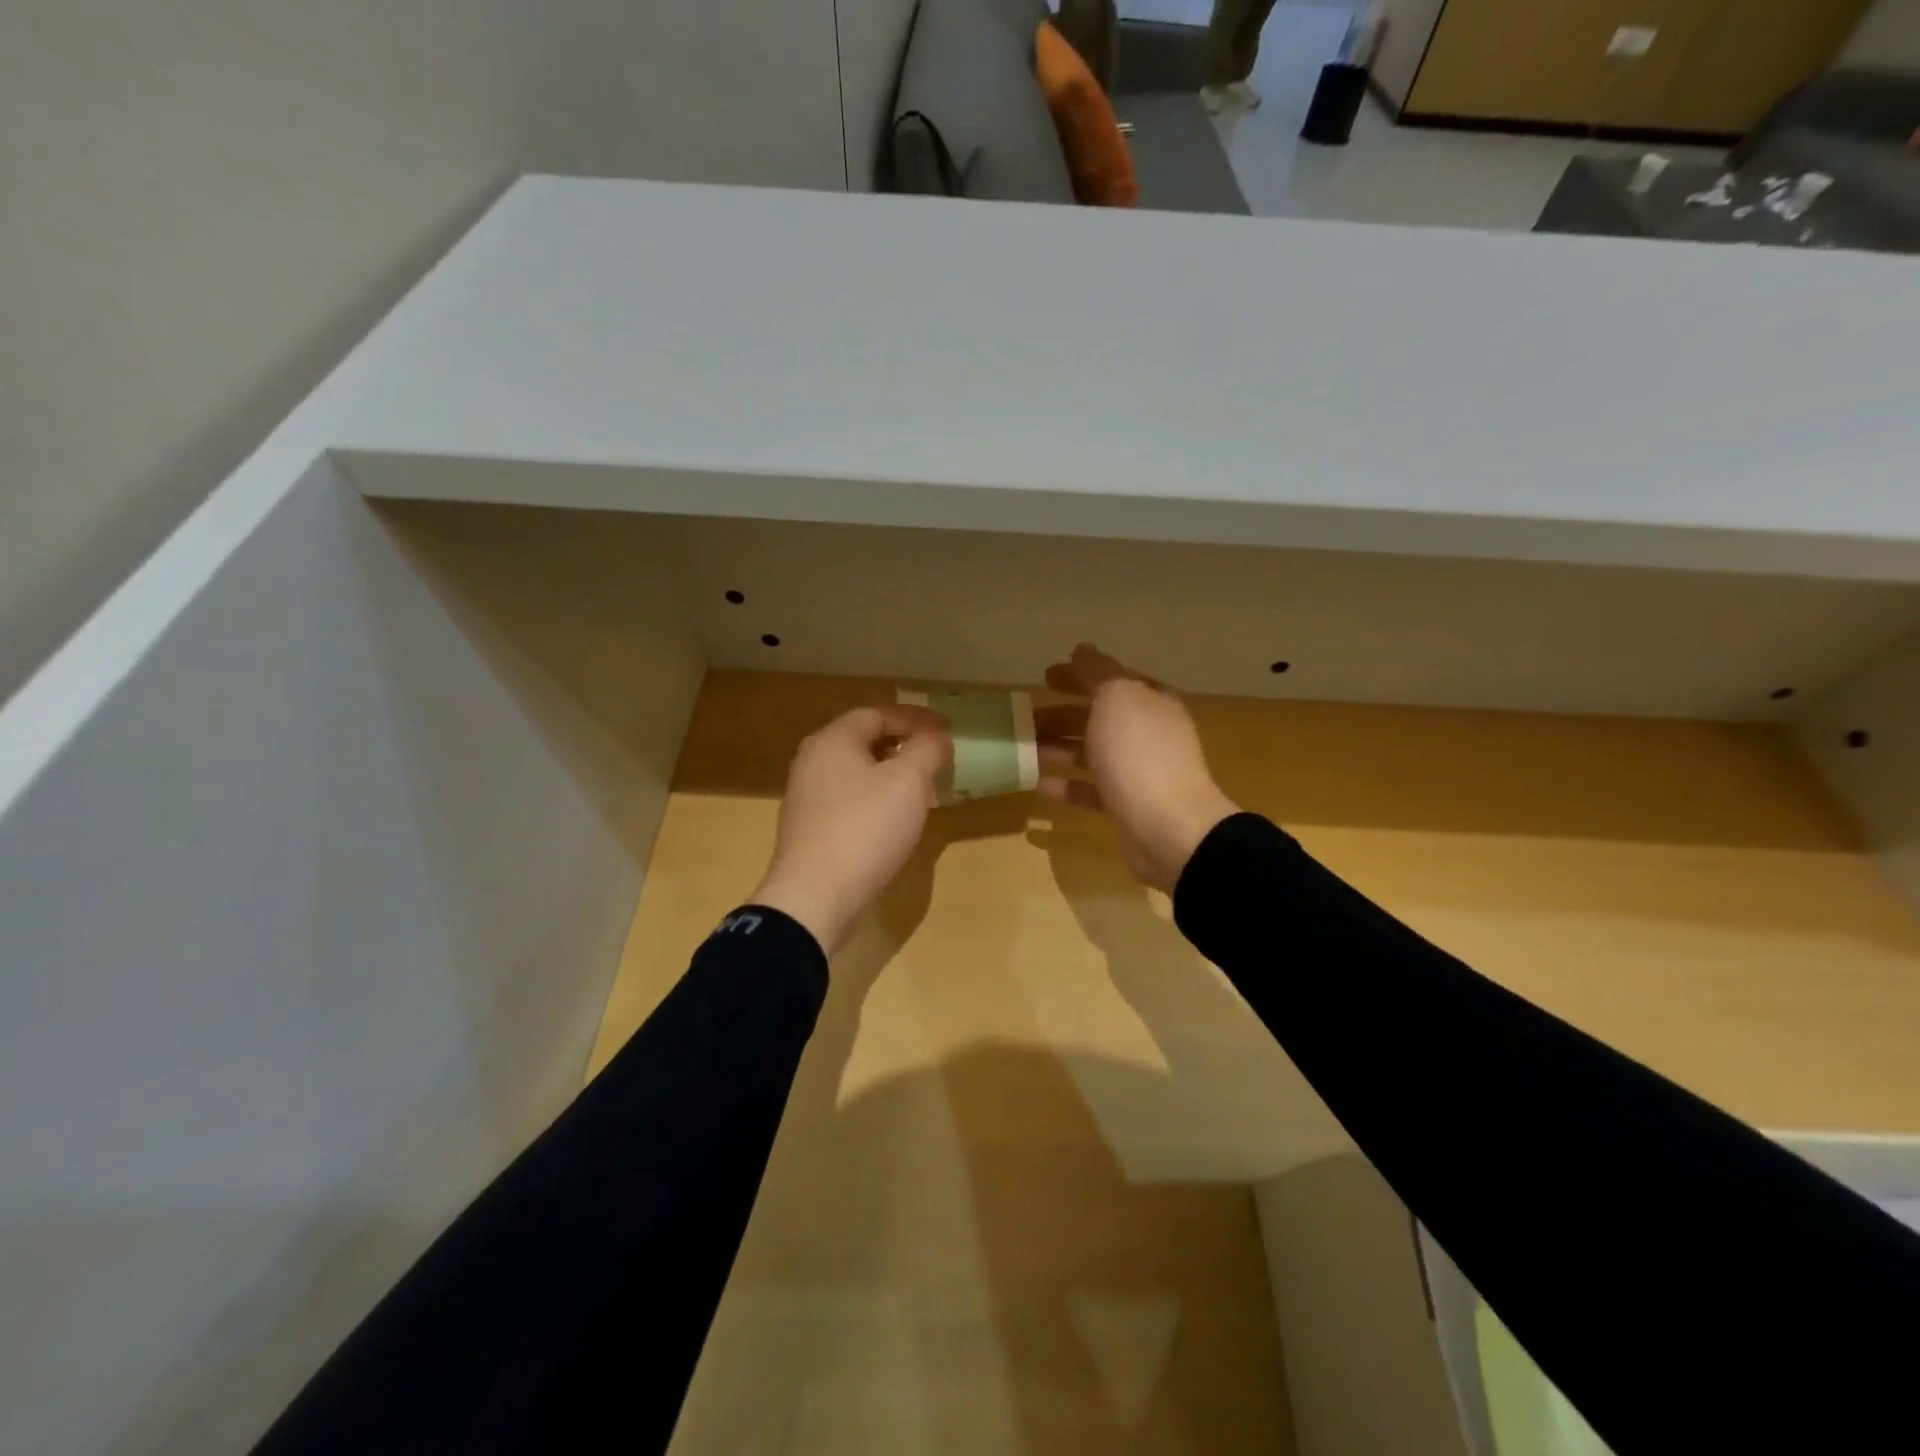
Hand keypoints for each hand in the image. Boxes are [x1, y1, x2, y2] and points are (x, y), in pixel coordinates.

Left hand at [750, 704, 953, 954]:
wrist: (814, 897)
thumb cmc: (865, 828)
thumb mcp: (908, 781)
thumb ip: (928, 750)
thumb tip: (937, 738)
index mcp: (833, 740)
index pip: (877, 714)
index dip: (915, 719)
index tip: (946, 730)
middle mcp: (813, 762)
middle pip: (864, 742)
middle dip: (903, 746)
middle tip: (935, 759)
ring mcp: (806, 799)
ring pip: (856, 774)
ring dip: (890, 776)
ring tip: (921, 791)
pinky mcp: (809, 831)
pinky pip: (849, 802)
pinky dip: (875, 801)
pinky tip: (894, 822)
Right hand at [1037, 644, 1239, 891]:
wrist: (1169, 828)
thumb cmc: (1139, 754)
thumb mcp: (1117, 698)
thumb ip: (1097, 672)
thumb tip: (1082, 649)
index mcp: (1149, 702)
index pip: (1110, 679)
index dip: (1078, 675)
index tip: (1044, 677)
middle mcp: (1147, 733)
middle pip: (1098, 717)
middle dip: (1062, 715)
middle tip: (1025, 718)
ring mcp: (1138, 772)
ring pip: (1091, 753)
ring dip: (1059, 748)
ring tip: (1025, 749)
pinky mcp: (1126, 806)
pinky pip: (1091, 790)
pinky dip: (1066, 786)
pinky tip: (1040, 786)